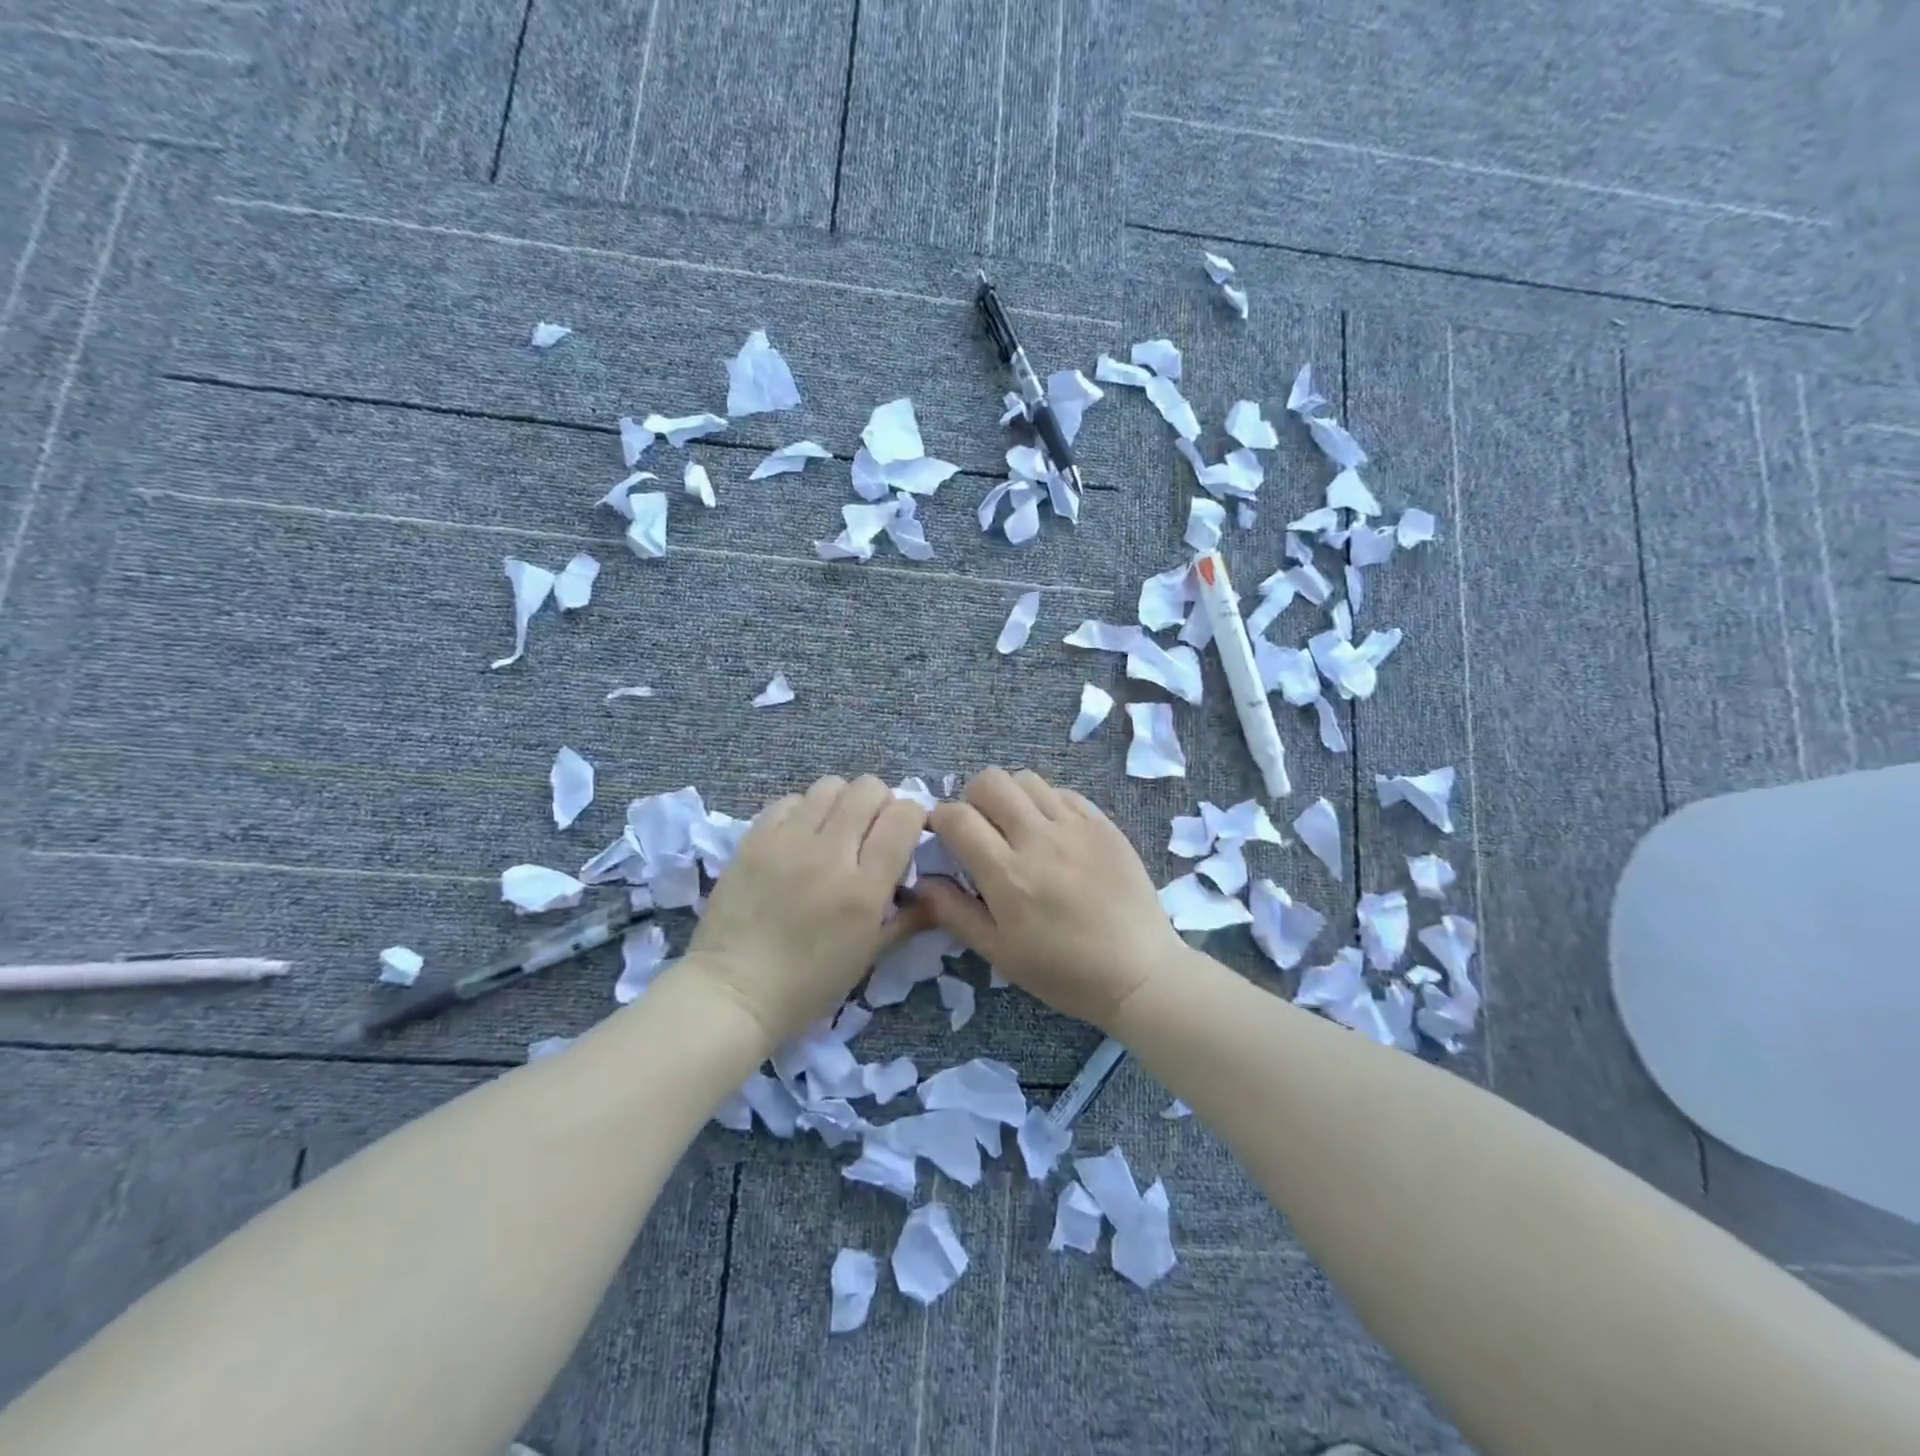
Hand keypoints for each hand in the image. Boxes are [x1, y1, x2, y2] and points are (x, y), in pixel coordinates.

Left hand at [688, 775, 925, 1043]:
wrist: (734, 991)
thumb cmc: (809, 984)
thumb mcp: (870, 956)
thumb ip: (909, 918)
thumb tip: (936, 891)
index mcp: (865, 888)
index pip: (904, 816)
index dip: (913, 816)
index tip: (907, 833)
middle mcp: (830, 853)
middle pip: (869, 789)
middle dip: (881, 802)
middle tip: (872, 829)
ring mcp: (788, 841)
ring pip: (830, 785)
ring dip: (843, 801)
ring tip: (835, 828)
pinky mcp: (755, 838)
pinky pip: (790, 800)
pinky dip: (804, 810)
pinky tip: (800, 836)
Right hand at [916, 768, 1184, 1029]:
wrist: (1139, 972)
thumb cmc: (1063, 972)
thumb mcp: (1000, 953)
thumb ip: (954, 912)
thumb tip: (921, 881)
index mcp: (1008, 874)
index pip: (957, 817)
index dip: (939, 818)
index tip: (942, 833)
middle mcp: (1039, 839)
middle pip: (990, 781)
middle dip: (972, 797)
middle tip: (979, 826)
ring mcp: (1075, 826)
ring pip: (1026, 779)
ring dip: (1009, 795)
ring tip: (1014, 824)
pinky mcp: (1103, 823)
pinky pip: (1063, 792)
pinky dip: (1045, 802)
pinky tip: (1050, 830)